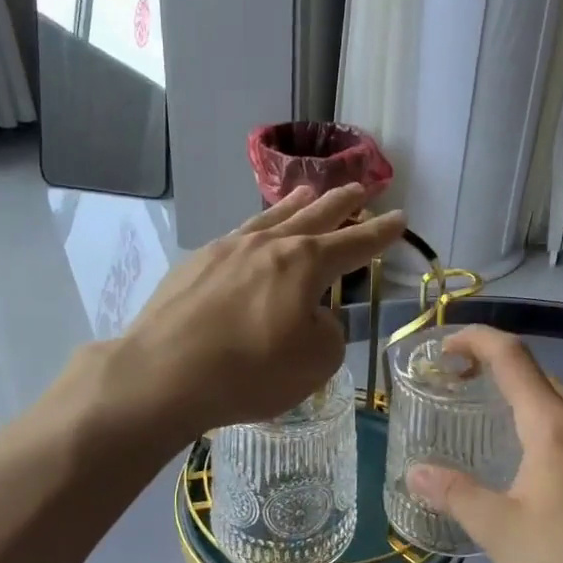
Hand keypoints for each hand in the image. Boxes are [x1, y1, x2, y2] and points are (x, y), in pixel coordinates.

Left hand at [116, 184, 404, 435]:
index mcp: (304, 263)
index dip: (380, 233)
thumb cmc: (250, 371)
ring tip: (309, 192)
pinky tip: (253, 234)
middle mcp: (268, 245)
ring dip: (296, 205)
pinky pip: (239, 235)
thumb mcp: (316, 362)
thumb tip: (313, 314)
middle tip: (361, 188)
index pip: (354, 243)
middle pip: (314, 215)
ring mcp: (226, 249)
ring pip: (271, 218)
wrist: (163, 374)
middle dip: (342, 203)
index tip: (399, 218)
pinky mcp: (195, 264)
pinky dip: (258, 228)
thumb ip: (327, 331)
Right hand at [406, 327, 562, 562]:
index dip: (476, 340)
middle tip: (460, 390)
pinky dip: (552, 428)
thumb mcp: (500, 530)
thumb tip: (416, 472)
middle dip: (496, 371)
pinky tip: (542, 467)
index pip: (511, 357)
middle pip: (538, 377)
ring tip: (496, 427)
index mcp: (554, 425)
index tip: (446, 348)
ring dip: (526, 401)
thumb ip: (455, 494)